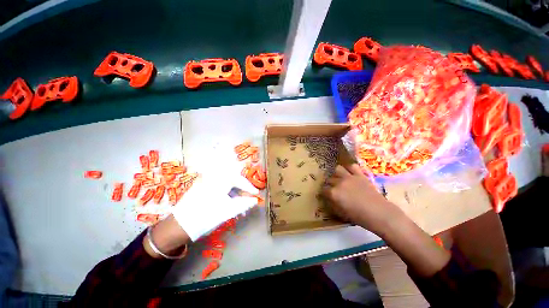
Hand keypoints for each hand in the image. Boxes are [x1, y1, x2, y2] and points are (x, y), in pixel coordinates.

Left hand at [172, 172, 258, 240]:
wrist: (180, 225)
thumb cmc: (207, 216)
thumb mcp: (229, 210)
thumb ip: (245, 203)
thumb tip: (255, 200)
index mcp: (221, 179)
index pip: (240, 180)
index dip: (250, 187)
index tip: (257, 194)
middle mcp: (214, 176)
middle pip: (234, 181)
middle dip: (242, 191)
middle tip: (248, 201)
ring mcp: (206, 180)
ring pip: (226, 185)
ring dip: (234, 194)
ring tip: (239, 206)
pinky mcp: (201, 186)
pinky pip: (218, 187)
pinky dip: (226, 194)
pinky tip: (228, 203)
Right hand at [322, 164, 402, 235]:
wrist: (379, 213)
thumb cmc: (359, 217)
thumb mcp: (341, 213)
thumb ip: (332, 204)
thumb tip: (328, 199)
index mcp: (334, 193)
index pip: (323, 190)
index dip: (324, 193)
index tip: (326, 195)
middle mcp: (339, 183)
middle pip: (329, 179)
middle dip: (330, 184)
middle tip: (333, 188)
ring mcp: (349, 177)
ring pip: (337, 169)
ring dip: (337, 174)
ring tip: (340, 178)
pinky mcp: (360, 174)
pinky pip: (352, 166)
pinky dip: (350, 168)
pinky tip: (350, 173)